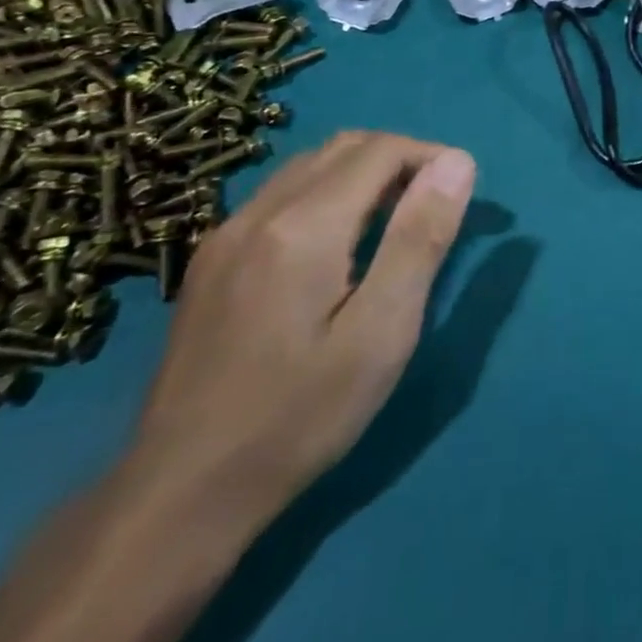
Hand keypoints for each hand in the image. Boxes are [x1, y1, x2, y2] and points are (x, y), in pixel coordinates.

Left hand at [122, 132, 476, 527]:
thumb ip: (420, 238)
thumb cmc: (300, 416)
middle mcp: (259, 212)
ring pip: (309, 165)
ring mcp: (226, 234)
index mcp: (304, 226)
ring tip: (395, 222)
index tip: (461, 192)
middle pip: (343, 146)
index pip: (380, 150)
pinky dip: (326, 193)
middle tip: (433, 206)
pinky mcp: (211, 261)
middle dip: (399, 159)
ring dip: (362, 173)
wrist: (180, 495)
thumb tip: (457, 162)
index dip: (430, 156)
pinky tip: (338, 245)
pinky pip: (280, 194)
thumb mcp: (382, 332)